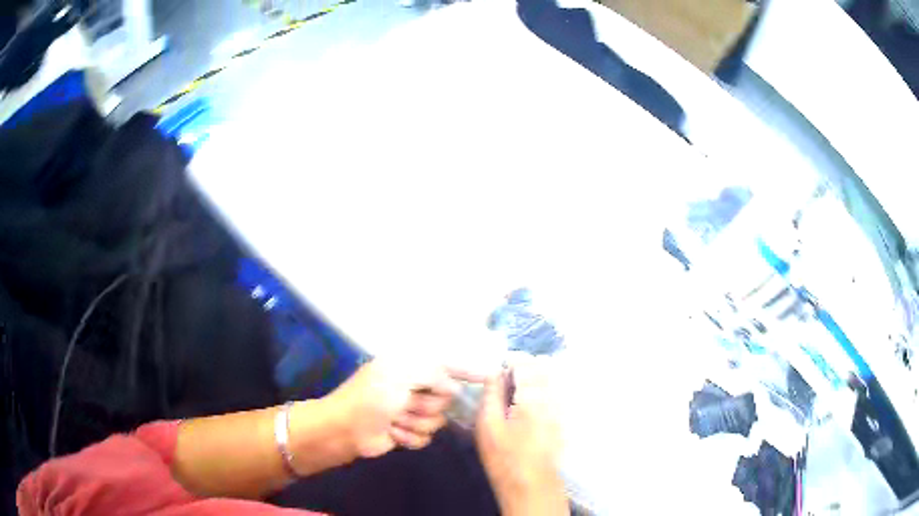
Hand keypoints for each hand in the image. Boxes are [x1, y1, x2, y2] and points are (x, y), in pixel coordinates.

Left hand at [322, 360, 458, 458]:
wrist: (346, 429)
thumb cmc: (372, 397)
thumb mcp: (402, 375)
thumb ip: (435, 374)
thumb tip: (454, 388)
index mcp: (410, 367)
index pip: (448, 365)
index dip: (468, 370)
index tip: (491, 375)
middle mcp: (414, 387)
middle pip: (446, 399)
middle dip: (426, 404)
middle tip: (405, 403)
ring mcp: (411, 411)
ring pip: (437, 421)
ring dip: (415, 422)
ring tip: (394, 420)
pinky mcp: (408, 432)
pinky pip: (426, 437)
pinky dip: (409, 437)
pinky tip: (392, 433)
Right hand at [474, 357, 567, 515]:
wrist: (532, 484)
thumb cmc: (504, 457)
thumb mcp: (487, 426)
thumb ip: (491, 395)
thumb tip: (495, 372)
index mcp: (532, 396)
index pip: (526, 362)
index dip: (512, 360)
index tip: (500, 367)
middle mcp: (552, 396)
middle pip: (544, 366)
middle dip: (526, 366)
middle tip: (508, 380)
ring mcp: (562, 407)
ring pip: (553, 377)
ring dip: (536, 376)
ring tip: (518, 391)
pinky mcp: (565, 418)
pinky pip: (557, 391)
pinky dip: (545, 389)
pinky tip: (531, 404)